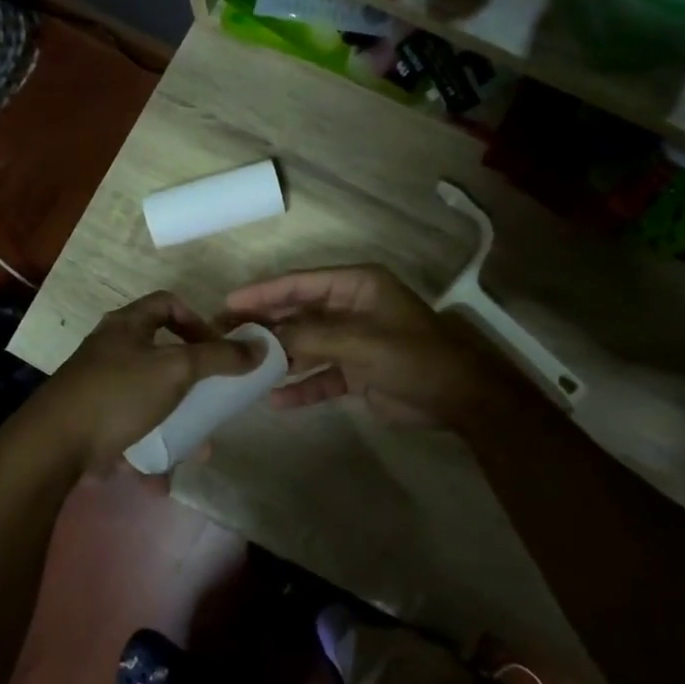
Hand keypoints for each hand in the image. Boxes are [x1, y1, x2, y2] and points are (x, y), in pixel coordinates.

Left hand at [16, 291, 254, 475]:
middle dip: (193, 380)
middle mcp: (111, 350)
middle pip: (162, 354)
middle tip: (213, 397)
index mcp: (127, 326)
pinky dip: (152, 449)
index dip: (198, 320)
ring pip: (151, 398)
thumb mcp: (176, 369)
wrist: (54, 445)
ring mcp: (100, 387)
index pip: (168, 304)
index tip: (218, 348)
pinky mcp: (94, 422)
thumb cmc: (118, 393)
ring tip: (198, 445)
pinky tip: (165, 475)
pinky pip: (133, 431)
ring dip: (177, 420)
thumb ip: (219, 358)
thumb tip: (260, 348)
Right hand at [226, 264, 526, 430]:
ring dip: (279, 357)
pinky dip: (300, 386)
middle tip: (225, 335)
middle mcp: (350, 308)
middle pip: (298, 313)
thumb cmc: (412, 357)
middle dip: (265, 325)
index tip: (228, 302)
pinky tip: (275, 400)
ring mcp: (352, 340)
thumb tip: (266, 337)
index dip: (263, 291)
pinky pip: (320, 376)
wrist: (458, 399)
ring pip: (305, 344)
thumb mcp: (359, 341)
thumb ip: (310, 335)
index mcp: (356, 286)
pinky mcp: (355, 371)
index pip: (300, 283)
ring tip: (242, 367)